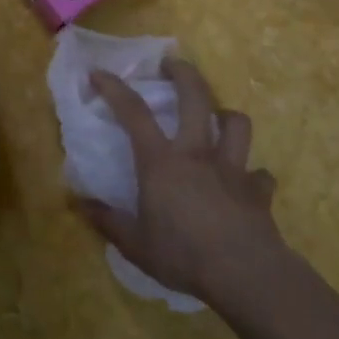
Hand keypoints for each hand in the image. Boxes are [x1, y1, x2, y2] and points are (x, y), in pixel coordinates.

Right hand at [74, 57, 286, 306]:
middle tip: (172, 64)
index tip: (99, 73)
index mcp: (161, 162)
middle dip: (184, 74)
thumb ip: (107, 221)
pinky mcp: (258, 191)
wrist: (246, 274)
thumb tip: (79, 203)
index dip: (114, 89)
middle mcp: (197, 153)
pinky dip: (252, 175)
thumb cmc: (184, 255)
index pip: (133, 113)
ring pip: (236, 124)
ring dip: (227, 116)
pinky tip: (246, 184)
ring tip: (218, 119)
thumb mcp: (135, 244)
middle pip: (195, 98)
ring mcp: (232, 168)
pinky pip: (259, 175)